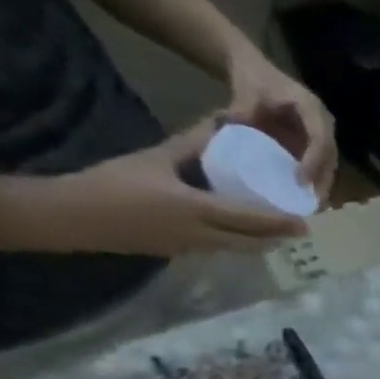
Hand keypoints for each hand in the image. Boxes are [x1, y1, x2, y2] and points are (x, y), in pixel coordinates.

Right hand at [0, 120, 306, 255]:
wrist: (74, 216)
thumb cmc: (114, 183)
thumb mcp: (156, 158)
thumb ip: (192, 144)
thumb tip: (222, 125)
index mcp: (198, 210)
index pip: (251, 220)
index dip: (280, 223)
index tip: (305, 221)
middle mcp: (204, 236)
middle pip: (253, 242)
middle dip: (278, 237)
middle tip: (300, 229)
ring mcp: (194, 249)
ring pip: (239, 249)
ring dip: (262, 243)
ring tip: (280, 232)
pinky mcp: (183, 253)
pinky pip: (222, 249)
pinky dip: (241, 242)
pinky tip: (245, 233)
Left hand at [226, 46, 337, 200]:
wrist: (255, 70)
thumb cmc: (253, 78)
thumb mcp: (246, 90)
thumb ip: (243, 109)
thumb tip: (235, 127)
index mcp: (311, 108)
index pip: (320, 139)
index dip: (314, 161)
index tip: (301, 180)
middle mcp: (324, 123)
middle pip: (330, 158)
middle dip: (323, 182)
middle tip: (313, 205)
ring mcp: (321, 135)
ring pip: (329, 165)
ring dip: (322, 186)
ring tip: (312, 207)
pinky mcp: (314, 144)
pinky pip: (320, 166)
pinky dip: (315, 182)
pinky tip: (305, 198)